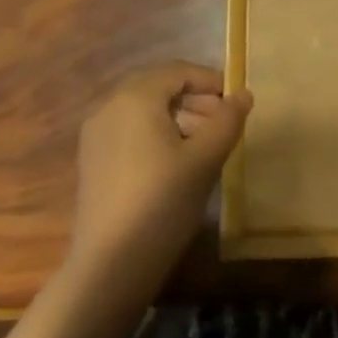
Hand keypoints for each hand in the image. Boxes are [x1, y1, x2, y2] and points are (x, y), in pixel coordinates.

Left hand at [67, 63, 251, 294]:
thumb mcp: (205, 158)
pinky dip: (157, 133)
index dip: (211, 81)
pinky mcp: (93, 160)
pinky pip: (130, 130)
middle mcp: (109, 106)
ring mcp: (96, 134)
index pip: (178, 71)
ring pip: (144, 110)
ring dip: (178, 116)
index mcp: (135, 98)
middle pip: (159, 87)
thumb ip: (227, 120)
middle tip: (224, 122)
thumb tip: (244, 94)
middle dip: (195, 99)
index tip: (237, 102)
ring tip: (206, 143)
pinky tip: (177, 162)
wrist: (110, 266)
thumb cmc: (162, 202)